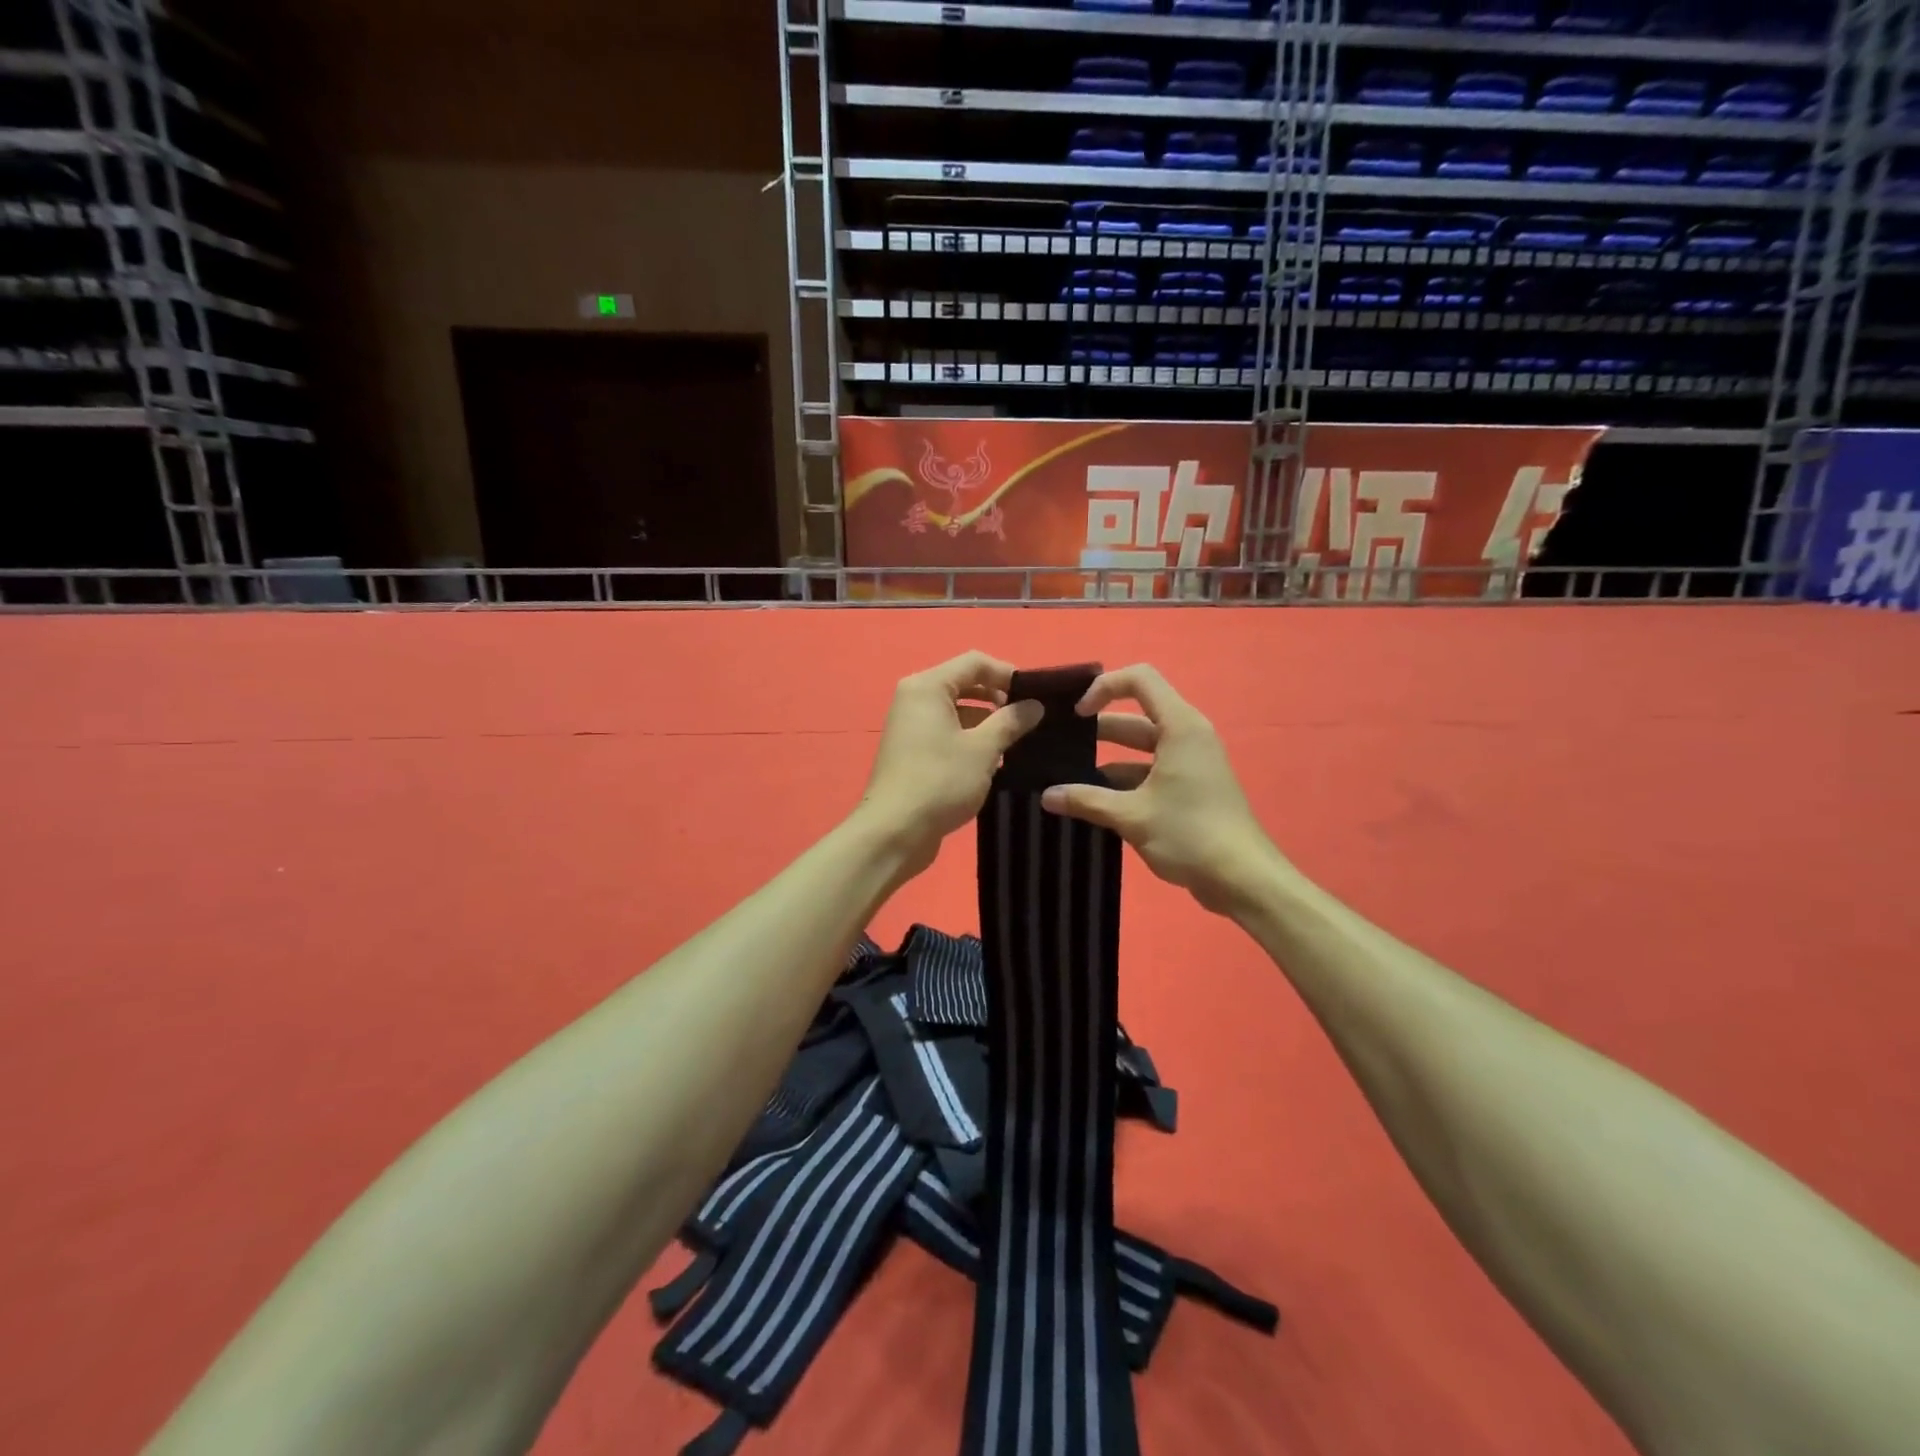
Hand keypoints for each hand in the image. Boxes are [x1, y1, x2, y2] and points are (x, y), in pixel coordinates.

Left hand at [854, 651, 1042, 879]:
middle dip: (998, 698)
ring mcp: (911, 725)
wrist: (894, 831)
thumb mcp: (983, 749)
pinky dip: (970, 738)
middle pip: (965, 683)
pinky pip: (947, 731)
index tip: (1036, 697)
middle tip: (1030, 719)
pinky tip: (993, 760)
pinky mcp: (912, 750)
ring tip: (1017, 742)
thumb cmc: (940, 781)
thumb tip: (1034, 705)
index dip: (1008, 674)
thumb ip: (1011, 721)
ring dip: (987, 721)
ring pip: (958, 710)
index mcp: (927, 686)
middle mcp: (915, 698)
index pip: (975, 662)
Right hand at [1040, 664, 1284, 914]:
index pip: (1139, 679)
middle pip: (1135, 716)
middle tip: (1058, 746)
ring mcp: (1190, 763)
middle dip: (1097, 729)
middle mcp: (1186, 736)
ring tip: (1067, 777)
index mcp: (1179, 727)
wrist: (1244, 879)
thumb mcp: (1132, 816)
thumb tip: (1046, 796)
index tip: (1076, 715)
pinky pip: (1150, 771)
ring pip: (1141, 748)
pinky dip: (1123, 781)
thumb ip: (1087, 801)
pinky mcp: (1190, 788)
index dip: (1103, 687)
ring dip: (1106, 760)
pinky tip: (1093, 802)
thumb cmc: (1190, 834)